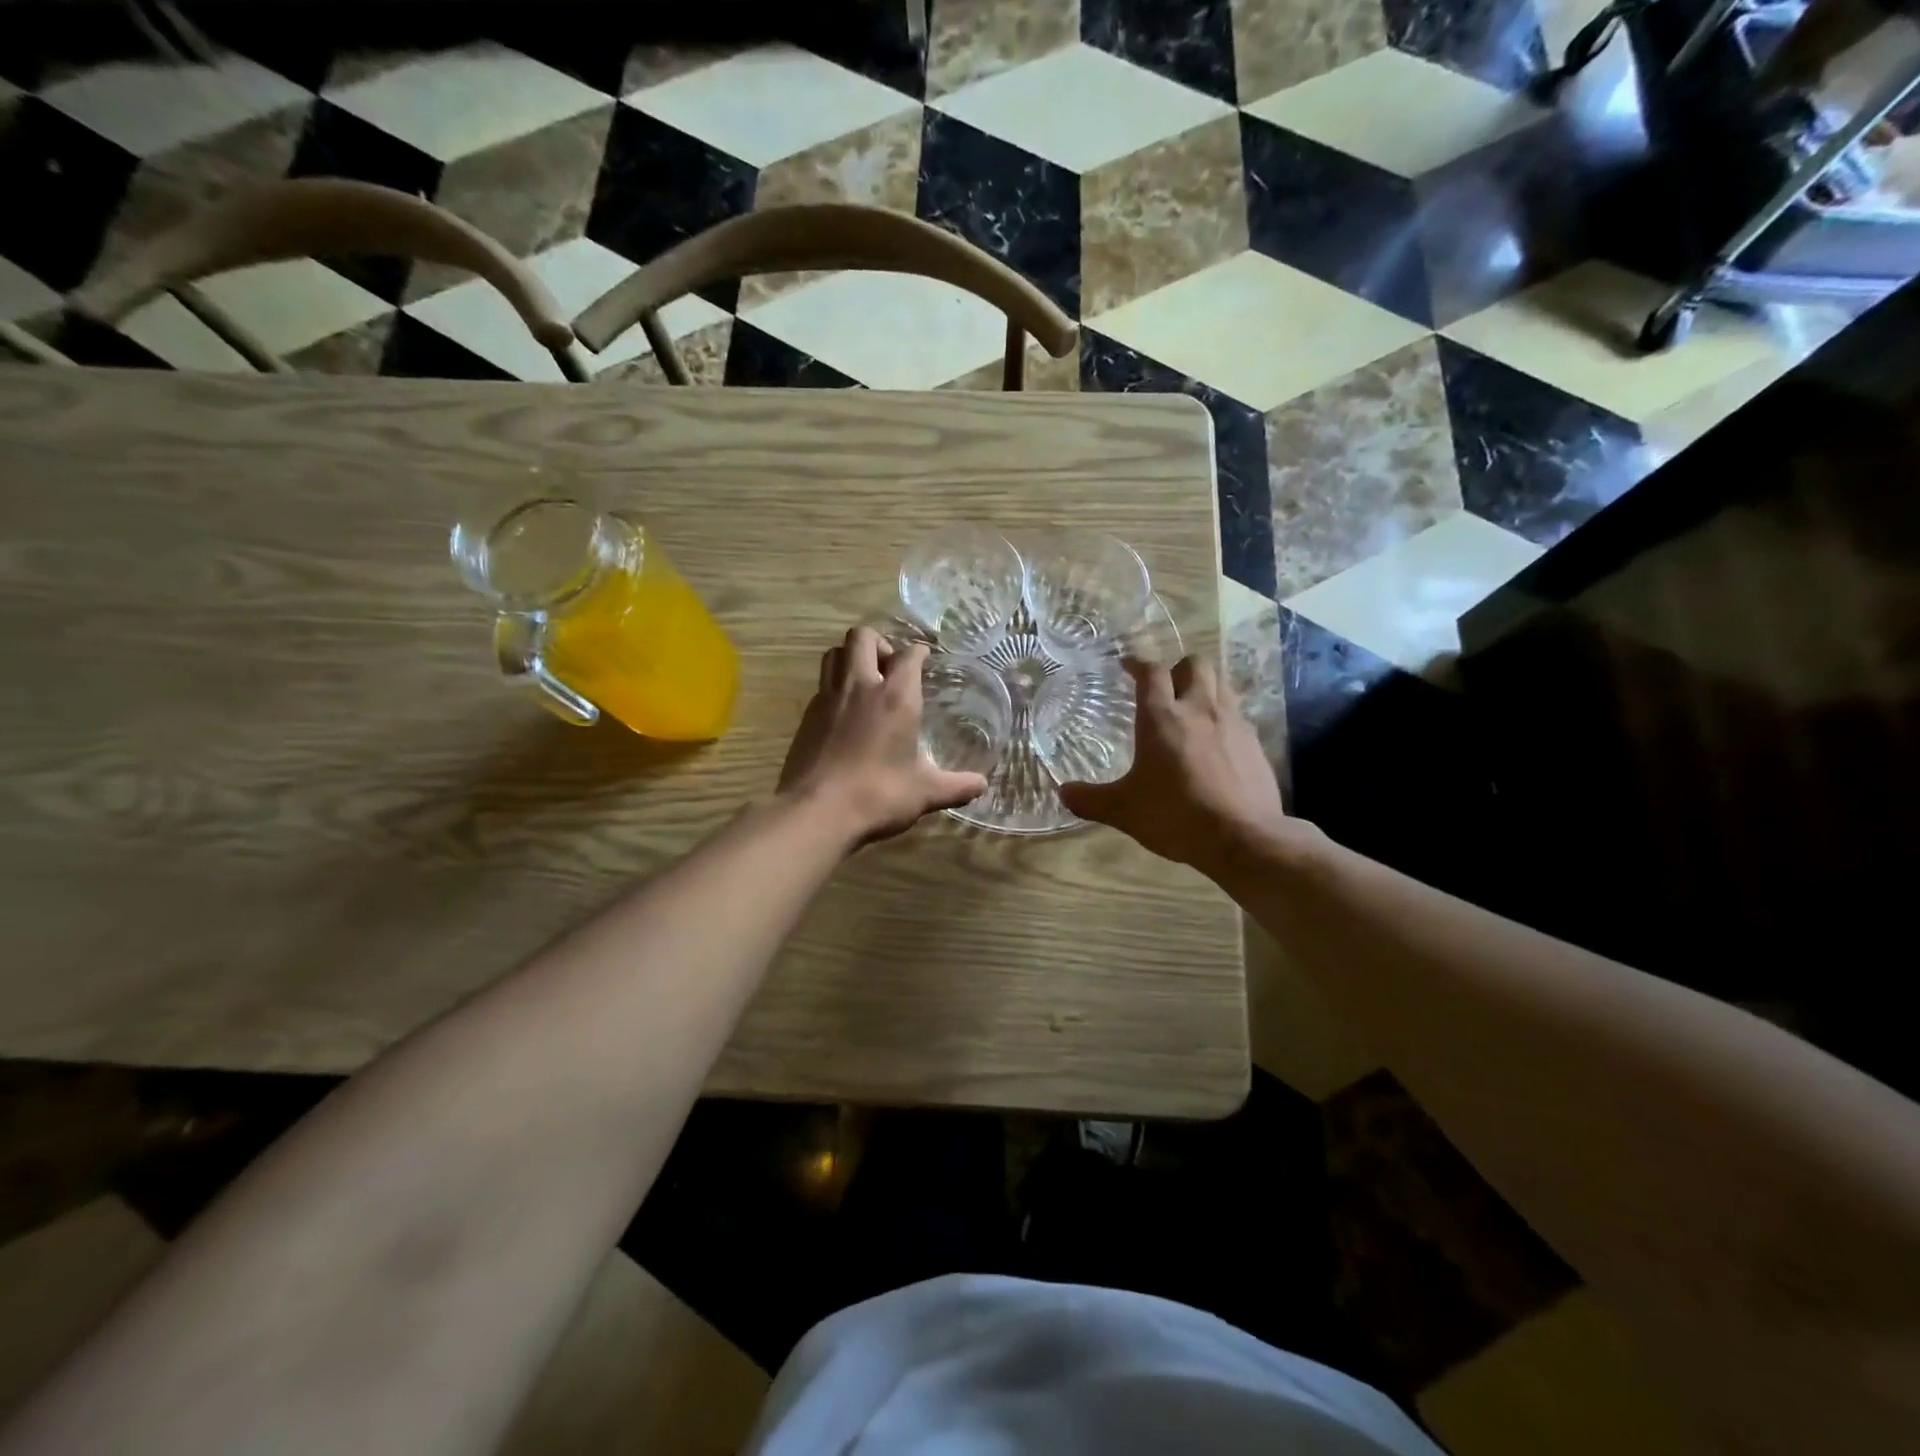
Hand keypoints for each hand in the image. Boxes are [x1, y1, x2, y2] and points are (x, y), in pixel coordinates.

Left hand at [779, 626, 989, 846]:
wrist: (817, 811)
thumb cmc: (879, 795)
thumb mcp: (925, 793)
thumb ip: (956, 785)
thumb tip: (982, 785)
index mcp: (896, 697)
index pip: (909, 655)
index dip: (919, 652)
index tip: (925, 659)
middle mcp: (860, 687)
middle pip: (862, 637)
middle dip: (879, 643)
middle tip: (890, 666)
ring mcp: (828, 698)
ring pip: (834, 654)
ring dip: (850, 657)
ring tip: (864, 680)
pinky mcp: (806, 716)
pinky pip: (821, 686)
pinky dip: (834, 688)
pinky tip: (844, 713)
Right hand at [1058, 657, 1290, 874]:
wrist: (1242, 838)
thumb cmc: (1175, 816)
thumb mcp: (1124, 811)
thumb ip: (1091, 799)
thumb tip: (1063, 793)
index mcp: (1162, 717)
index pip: (1151, 672)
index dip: (1138, 664)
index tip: (1128, 666)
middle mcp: (1199, 709)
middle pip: (1194, 664)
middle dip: (1178, 668)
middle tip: (1165, 687)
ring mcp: (1232, 723)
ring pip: (1221, 683)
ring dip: (1204, 686)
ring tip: (1192, 706)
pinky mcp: (1255, 743)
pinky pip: (1238, 714)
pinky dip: (1224, 716)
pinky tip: (1216, 740)